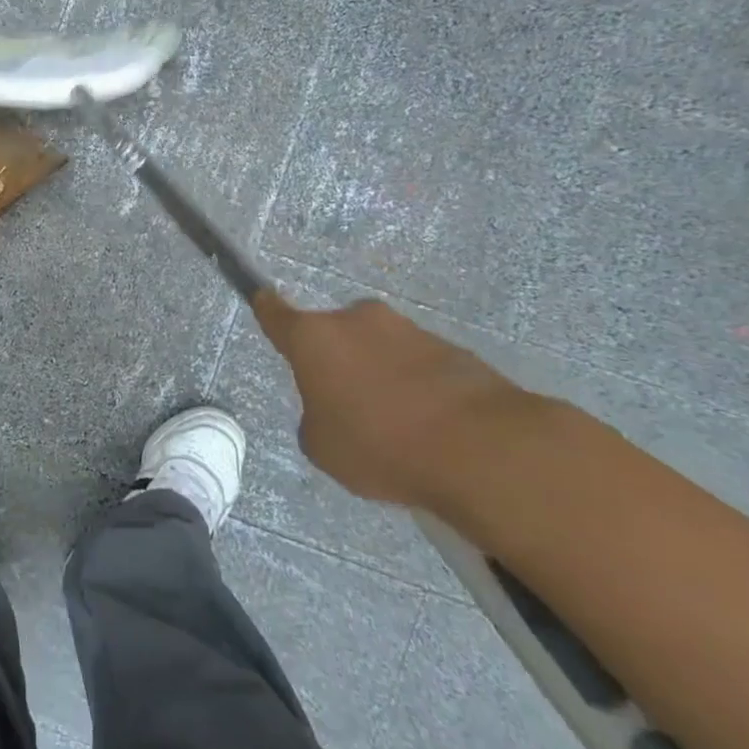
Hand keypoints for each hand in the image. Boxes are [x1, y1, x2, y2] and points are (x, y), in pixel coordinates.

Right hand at [250, 291, 551, 511]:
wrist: (485, 450)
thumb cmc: (381, 445)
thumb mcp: (322, 447)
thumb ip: (315, 419)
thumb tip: (335, 409)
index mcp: (315, 338)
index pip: (277, 313)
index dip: (267, 308)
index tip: (262, 298)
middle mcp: (358, 321)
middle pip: (335, 334)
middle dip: (337, 360)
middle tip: (344, 403)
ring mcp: (409, 331)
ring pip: (379, 349)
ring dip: (379, 374)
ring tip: (396, 426)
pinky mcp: (454, 350)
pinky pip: (419, 366)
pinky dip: (417, 388)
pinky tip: (430, 428)